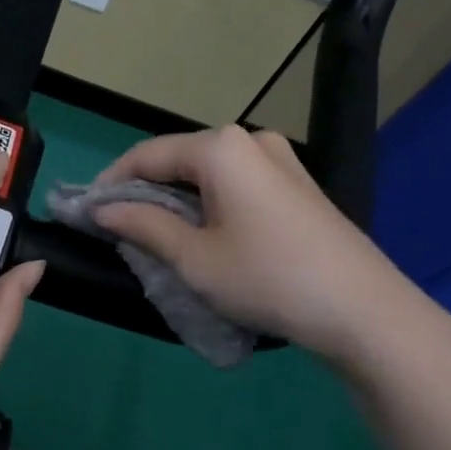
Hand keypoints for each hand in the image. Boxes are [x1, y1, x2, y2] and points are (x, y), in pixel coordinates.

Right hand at [93, 125, 446, 370]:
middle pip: (179, 160)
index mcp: (220, 147)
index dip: (111, 181)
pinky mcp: (298, 184)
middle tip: (120, 229)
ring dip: (178, 199)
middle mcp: (250, 139)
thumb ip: (142, 225)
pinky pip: (238, 183)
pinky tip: (205, 234)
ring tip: (157, 236)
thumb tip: (102, 209)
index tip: (87, 212)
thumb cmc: (267, 278)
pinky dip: (210, 203)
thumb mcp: (194, 258)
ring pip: (209, 173)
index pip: (147, 155)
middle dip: (145, 191)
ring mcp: (281, 159)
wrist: (363, 310)